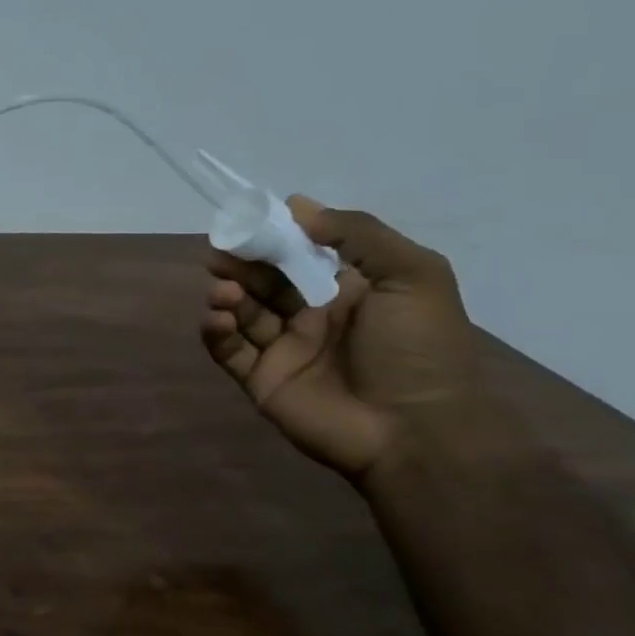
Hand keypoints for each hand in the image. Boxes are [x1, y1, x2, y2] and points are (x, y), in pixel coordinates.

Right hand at [200, 198, 480, 480]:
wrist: (415, 429)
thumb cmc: (418, 348)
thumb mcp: (411, 275)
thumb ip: (357, 234)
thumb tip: (297, 206)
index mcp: (348, 292)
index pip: (300, 255)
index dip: (274, 238)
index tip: (246, 222)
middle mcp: (312, 317)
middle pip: (264, 281)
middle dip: (240, 264)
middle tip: (218, 253)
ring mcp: (284, 349)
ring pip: (242, 313)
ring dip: (227, 296)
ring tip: (223, 291)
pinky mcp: (260, 379)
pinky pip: (228, 350)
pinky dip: (216, 331)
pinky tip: (219, 319)